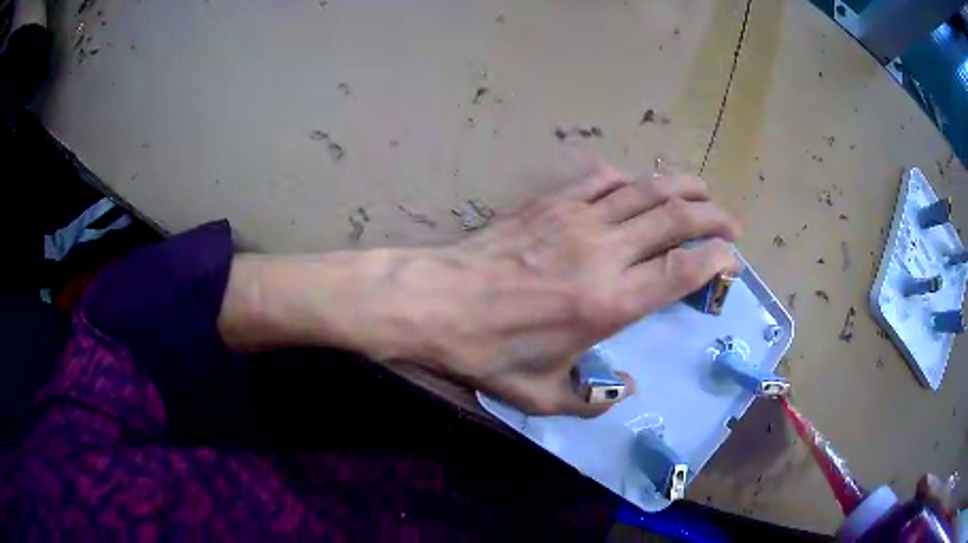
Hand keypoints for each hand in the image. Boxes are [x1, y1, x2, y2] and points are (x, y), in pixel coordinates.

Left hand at [368, 161, 741, 416]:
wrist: (435, 302)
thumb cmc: (487, 352)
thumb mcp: (539, 396)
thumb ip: (589, 401)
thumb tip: (624, 389)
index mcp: (610, 303)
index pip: (683, 269)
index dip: (717, 258)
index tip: (732, 260)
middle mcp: (603, 252)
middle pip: (675, 217)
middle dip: (713, 215)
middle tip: (730, 223)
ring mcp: (576, 218)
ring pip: (645, 188)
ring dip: (681, 185)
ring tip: (701, 190)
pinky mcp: (549, 202)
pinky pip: (599, 179)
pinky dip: (625, 178)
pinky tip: (633, 184)